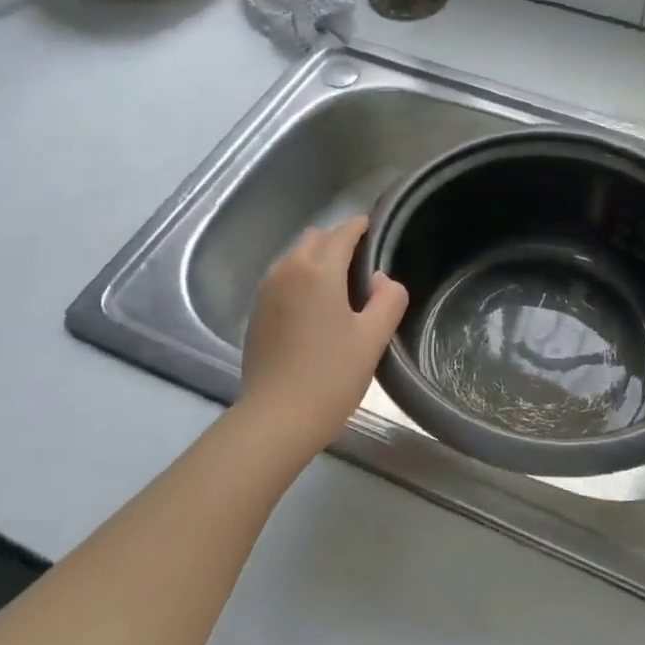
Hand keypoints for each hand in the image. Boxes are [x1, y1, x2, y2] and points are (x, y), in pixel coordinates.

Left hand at [238, 217, 409, 453]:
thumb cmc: (331, 376)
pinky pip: (282, 279)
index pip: (342, 234)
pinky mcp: (256, 313)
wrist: (277, 417)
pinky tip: (314, 305)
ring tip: (339, 284)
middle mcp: (287, 271)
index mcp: (318, 271)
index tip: (373, 227)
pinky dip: (300, 278)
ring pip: (294, 257)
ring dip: (316, 259)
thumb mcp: (373, 338)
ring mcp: (266, 292)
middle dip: (337, 240)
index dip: (360, 227)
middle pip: (314, 239)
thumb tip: (381, 279)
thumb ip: (388, 300)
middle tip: (362, 261)